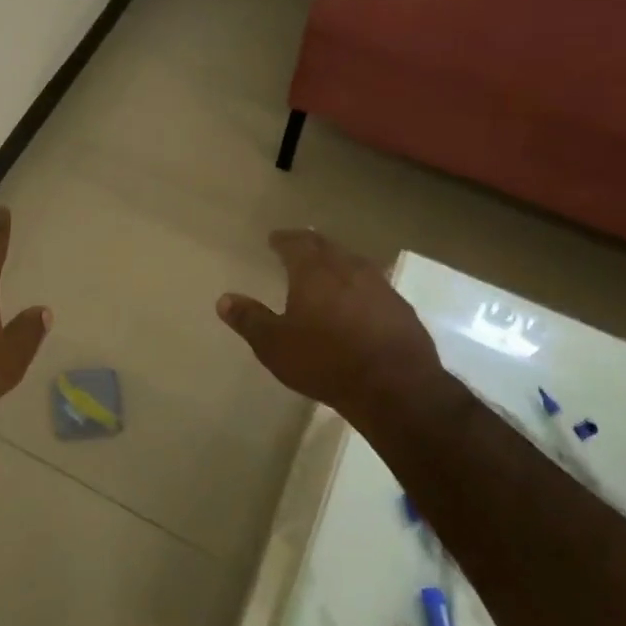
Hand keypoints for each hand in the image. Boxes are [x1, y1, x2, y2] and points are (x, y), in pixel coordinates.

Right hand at [217, 230, 446, 422]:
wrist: (395, 386)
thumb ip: (249, 319)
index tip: (274, 239)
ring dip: (337, 262)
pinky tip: (359, 300)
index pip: (296, 243)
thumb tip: (224, 299)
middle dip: (310, 245)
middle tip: (299, 247)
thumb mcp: (275, 345)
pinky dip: (360, 286)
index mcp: (314, 271)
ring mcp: (379, 286)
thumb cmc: (325, 360)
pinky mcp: (401, 308)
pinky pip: (374, 286)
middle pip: (327, 247)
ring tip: (327, 270)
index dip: (283, 239)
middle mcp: (348, 268)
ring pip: (353, 263)